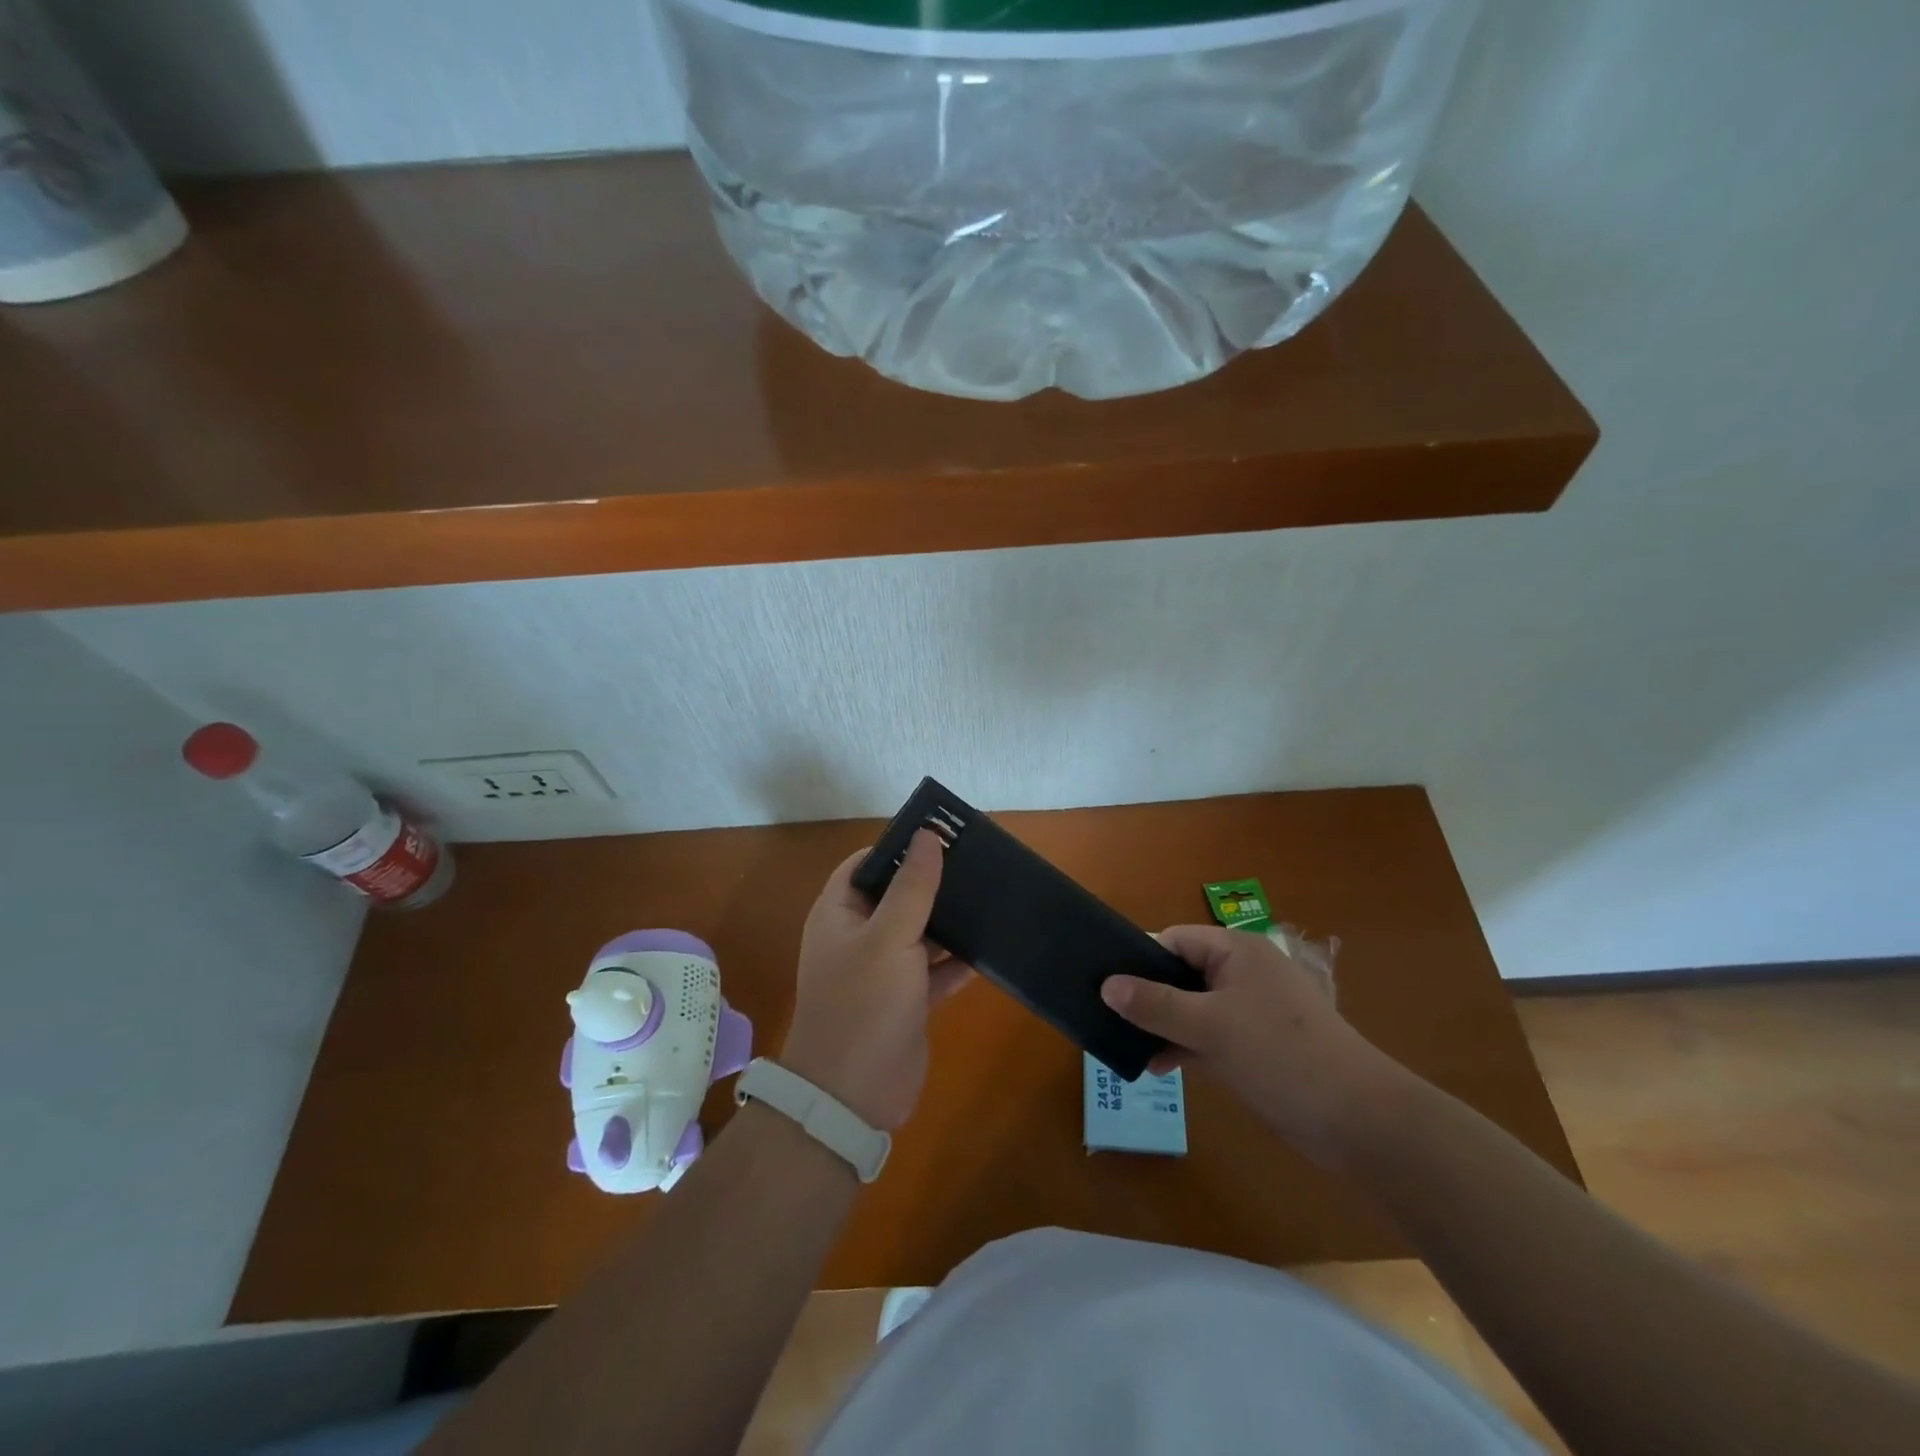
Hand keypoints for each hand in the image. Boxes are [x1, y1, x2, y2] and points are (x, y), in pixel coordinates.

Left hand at [780, 831, 970, 1130]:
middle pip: (897, 895)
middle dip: (932, 881)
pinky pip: (935, 970)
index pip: (866, 864)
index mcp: (839, 913)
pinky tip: (990, 947)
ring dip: (949, 920)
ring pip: (920, 932)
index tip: (940, 834)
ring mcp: (883, 970)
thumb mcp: (889, 937)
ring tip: (990, 896)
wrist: (854, 1096)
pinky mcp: (907, 1000)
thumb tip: (928, 836)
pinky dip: (957, 961)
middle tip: (977, 862)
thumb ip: (912, 887)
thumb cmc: (863, 1004)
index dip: (898, 847)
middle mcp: (858, 936)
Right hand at [1101, 925, 1407, 1168]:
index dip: (1141, 959)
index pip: (1175, 940)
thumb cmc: (1280, 1055)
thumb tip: (1107, 985)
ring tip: (1126, 1047)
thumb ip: (1155, 1005)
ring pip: (1192, 1008)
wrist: (1358, 1120)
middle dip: (1148, 998)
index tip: (1107, 985)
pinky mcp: (1256, 1046)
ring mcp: (1251, 1011)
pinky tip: (1158, 1067)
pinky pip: (1208, 1036)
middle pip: (1181, 974)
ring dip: (1163, 1026)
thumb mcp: (1210, 1026)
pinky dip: (1184, 1047)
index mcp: (1236, 952)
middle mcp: (1242, 974)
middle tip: (1110, 1019)